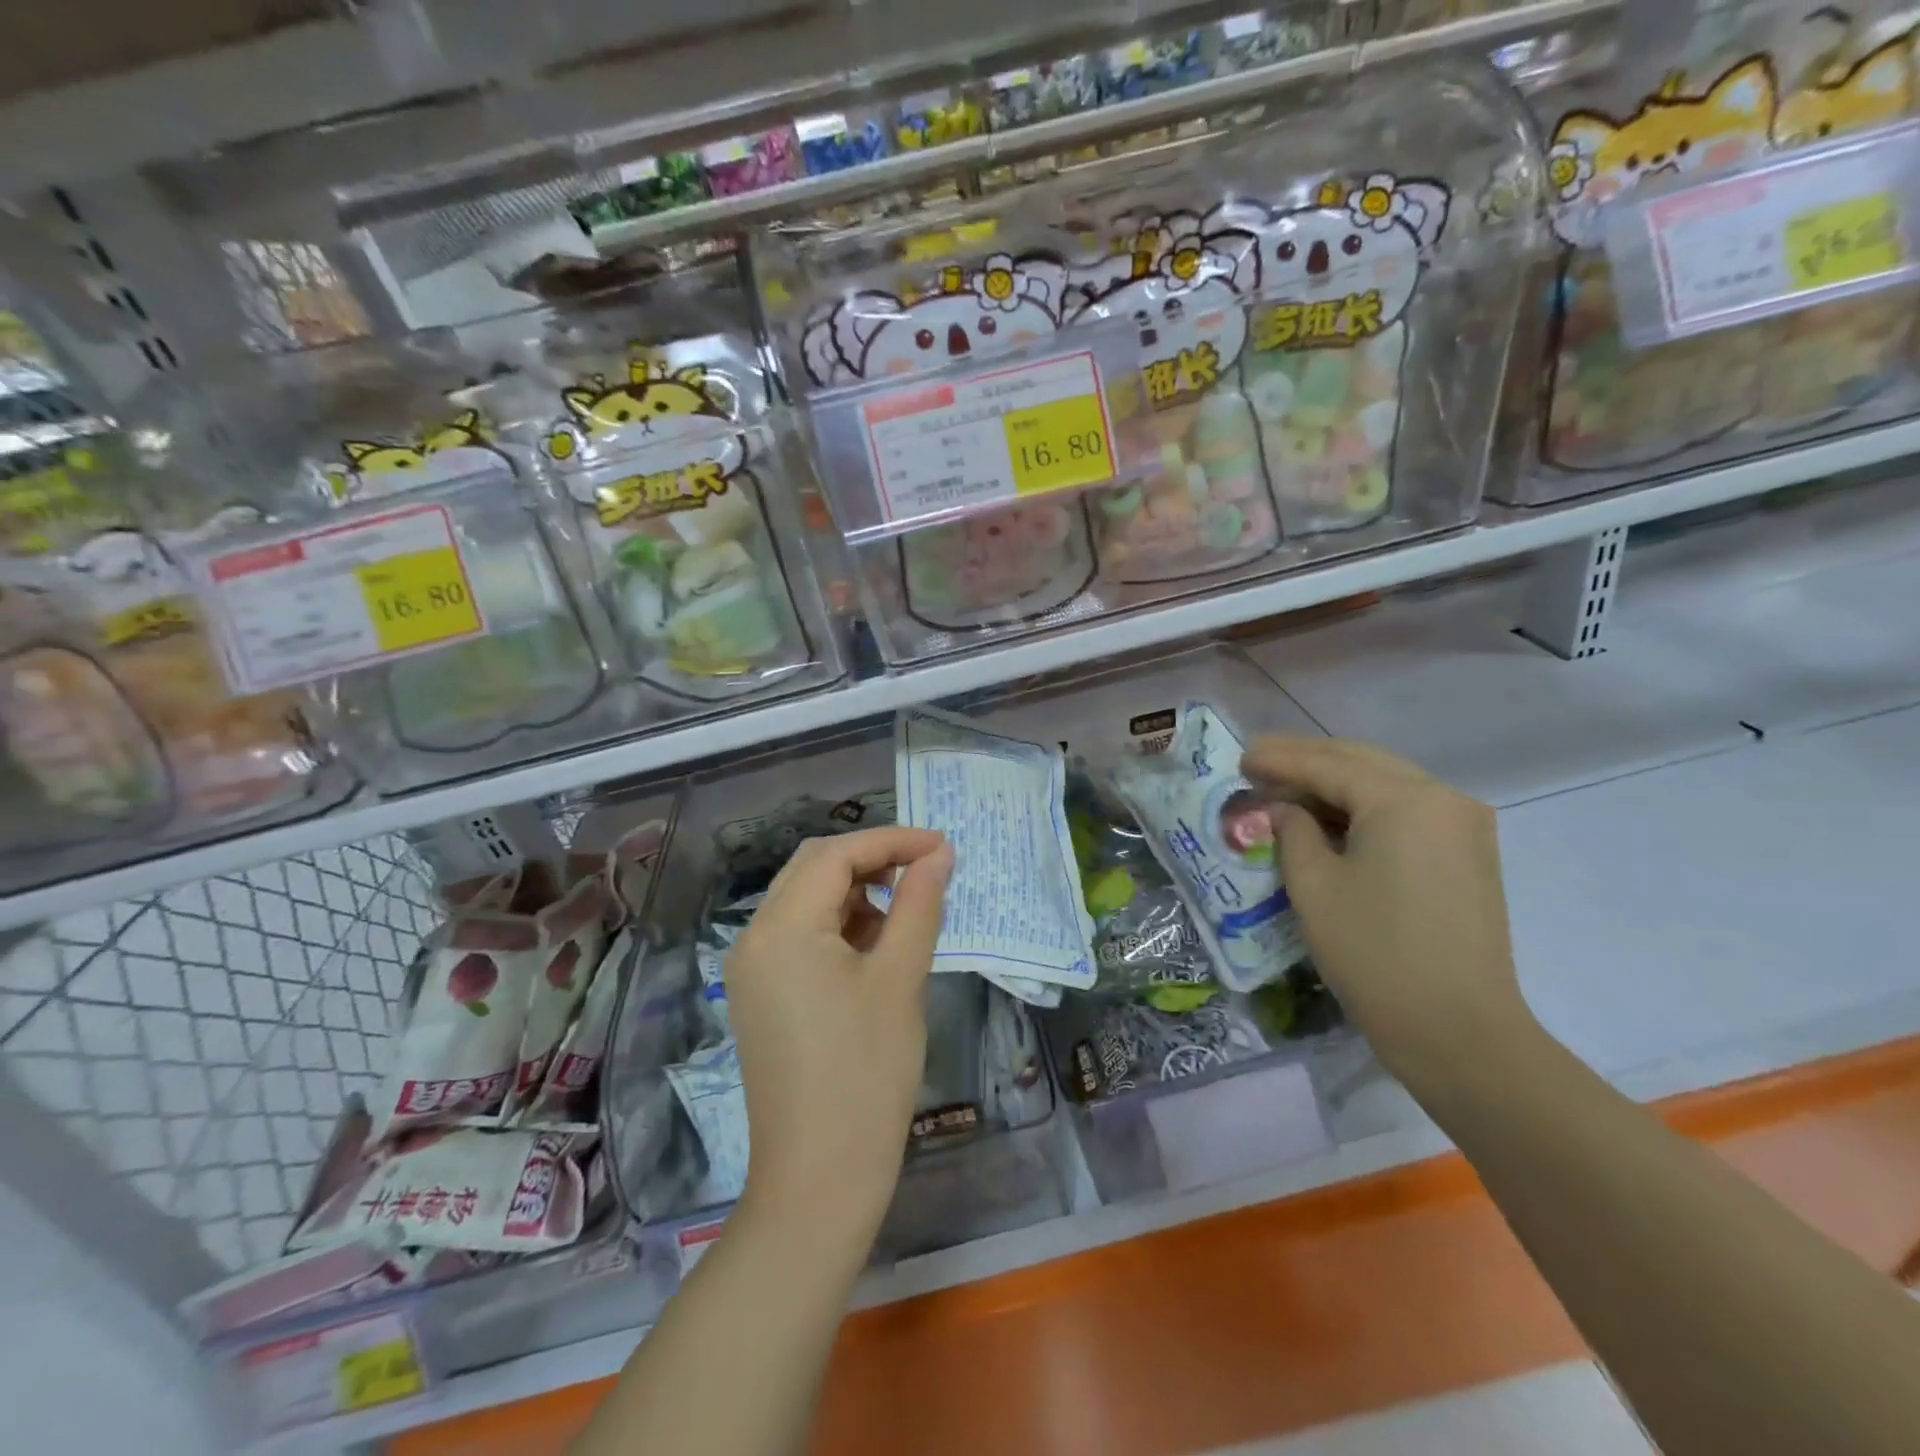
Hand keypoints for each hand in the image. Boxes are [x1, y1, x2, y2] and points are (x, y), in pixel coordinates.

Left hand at [724, 826, 952, 1242]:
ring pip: (806, 901)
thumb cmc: (867, 1072)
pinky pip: (799, 937)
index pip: (836, 854)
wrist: (819, 1179)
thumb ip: (919, 904)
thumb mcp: (901, 978)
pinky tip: (875, 948)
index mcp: (781, 927)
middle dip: (872, 860)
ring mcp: (752, 969)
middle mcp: (754, 938)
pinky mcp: (761, 995)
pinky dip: (839, 926)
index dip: (892, 840)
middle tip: (925, 871)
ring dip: (856, 892)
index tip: (942, 847)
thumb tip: (939, 854)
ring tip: (905, 913)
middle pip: (813, 869)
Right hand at [1241, 737, 1538, 1098]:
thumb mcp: (1313, 885)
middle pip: (1362, 762)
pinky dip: (1363, 806)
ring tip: (1286, 788)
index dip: (1279, 760)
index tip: (1240, 757)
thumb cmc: (1374, 953)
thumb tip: (1283, 809)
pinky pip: (1406, 810)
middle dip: (1307, 760)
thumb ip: (1291, 830)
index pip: (1329, 765)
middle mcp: (1443, 798)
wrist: (1457, 1031)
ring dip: (1334, 782)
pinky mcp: (1467, 854)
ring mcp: (1463, 826)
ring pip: (1386, 783)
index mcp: (1405, 800)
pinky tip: (1329, 817)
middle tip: (1258, 763)